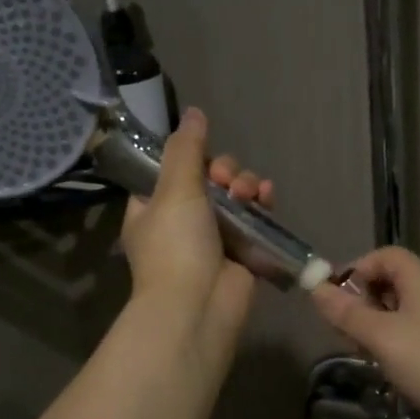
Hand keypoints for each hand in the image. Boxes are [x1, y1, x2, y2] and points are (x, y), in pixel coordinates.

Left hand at [120, 107, 274, 355]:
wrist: (199, 306)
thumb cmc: (176, 245)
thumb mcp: (173, 189)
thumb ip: (186, 148)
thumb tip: (194, 112)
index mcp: (152, 209)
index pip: (170, 171)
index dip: (189, 158)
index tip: (201, 155)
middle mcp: (181, 222)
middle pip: (208, 179)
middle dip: (224, 172)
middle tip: (225, 180)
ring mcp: (213, 238)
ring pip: (234, 196)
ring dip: (245, 185)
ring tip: (248, 193)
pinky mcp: (242, 251)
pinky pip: (255, 218)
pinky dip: (262, 204)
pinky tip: (268, 197)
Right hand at [310, 246, 419, 418]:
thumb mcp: (380, 336)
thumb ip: (346, 312)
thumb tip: (315, 288)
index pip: (384, 256)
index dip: (356, 270)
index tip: (336, 299)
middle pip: (389, 281)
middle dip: (361, 301)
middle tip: (345, 331)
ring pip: (398, 310)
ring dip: (374, 325)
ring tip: (363, 351)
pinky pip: (410, 331)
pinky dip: (392, 341)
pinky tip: (386, 365)